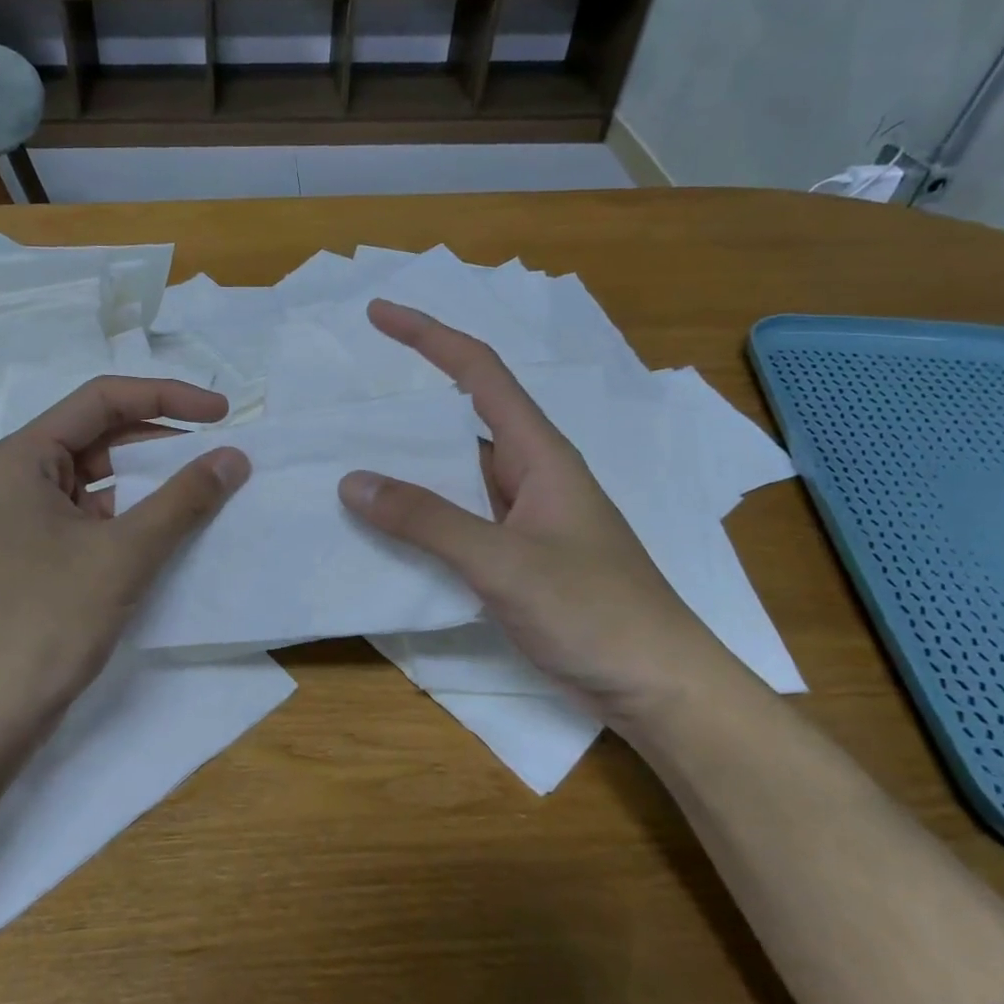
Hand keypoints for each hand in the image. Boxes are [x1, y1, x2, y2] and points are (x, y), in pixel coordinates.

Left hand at [0, 376, 249, 746]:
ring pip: (101, 479)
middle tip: (220, 452)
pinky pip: (96, 517)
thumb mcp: (124, 553)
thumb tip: (234, 456)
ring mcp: (27, 520)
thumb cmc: (46, 621)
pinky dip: (136, 517)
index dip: (168, 397)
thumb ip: (184, 499)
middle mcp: (19, 477)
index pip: (102, 400)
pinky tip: (174, 531)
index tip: (223, 413)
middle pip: (100, 435)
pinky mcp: (39, 556)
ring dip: (153, 481)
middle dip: (162, 439)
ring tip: (207, 489)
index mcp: (23, 457)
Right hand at [339, 301, 738, 726]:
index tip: (379, 315)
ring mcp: (524, 518)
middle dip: (407, 406)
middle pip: (461, 420)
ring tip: (348, 464)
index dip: (428, 336)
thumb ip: (428, 521)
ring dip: (408, 467)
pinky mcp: (517, 557)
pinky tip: (385, 530)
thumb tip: (352, 481)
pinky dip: (420, 516)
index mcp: (539, 453)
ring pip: (456, 475)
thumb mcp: (504, 562)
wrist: (658, 687)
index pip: (479, 372)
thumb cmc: (594, 612)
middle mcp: (530, 474)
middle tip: (346, 406)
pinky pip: (458, 519)